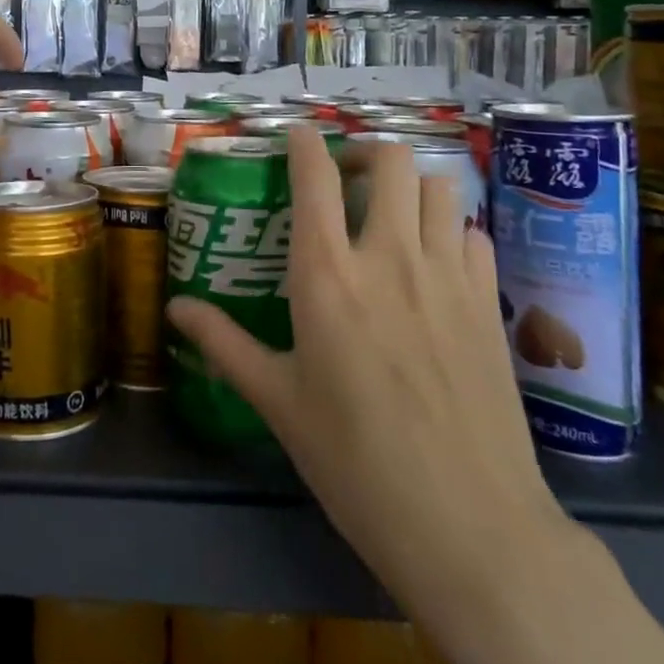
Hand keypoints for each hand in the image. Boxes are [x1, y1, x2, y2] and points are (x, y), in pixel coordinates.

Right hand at [167, 130, 574, 635]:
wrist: (470, 527)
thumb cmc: (356, 462)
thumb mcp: (278, 402)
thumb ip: (224, 343)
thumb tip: (175, 308)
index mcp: (327, 276)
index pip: (315, 178)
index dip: (304, 142)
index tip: (295, 135)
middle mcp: (389, 258)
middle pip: (391, 161)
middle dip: (365, 154)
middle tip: (346, 181)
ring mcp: (447, 276)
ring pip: (440, 187)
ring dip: (413, 186)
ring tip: (392, 214)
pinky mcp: (489, 304)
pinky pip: (474, 234)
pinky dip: (452, 230)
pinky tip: (437, 262)